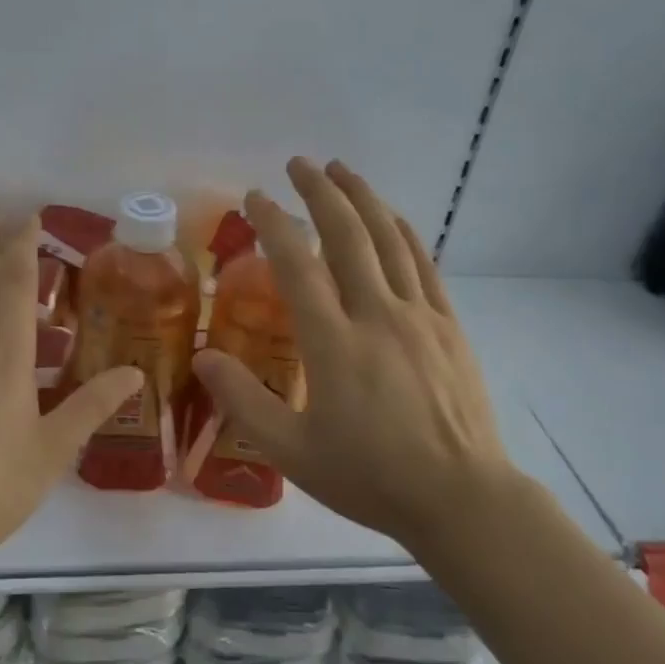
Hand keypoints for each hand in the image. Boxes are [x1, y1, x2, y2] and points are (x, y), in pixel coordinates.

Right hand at [191, 158, 511, 551]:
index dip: (273, 224)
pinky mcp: (449, 326)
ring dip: (363, 199)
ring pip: (388, 240)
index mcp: (333, 343)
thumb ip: (243, 401)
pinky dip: (402, 232)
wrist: (462, 500)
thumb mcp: (292, 452)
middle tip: (300, 163)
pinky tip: (391, 216)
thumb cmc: (371, 477)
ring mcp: (418, 317)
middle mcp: (376, 315)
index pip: (297, 265)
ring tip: (342, 170)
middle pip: (347, 235)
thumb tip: (202, 356)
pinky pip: (424, 264)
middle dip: (320, 192)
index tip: (255, 197)